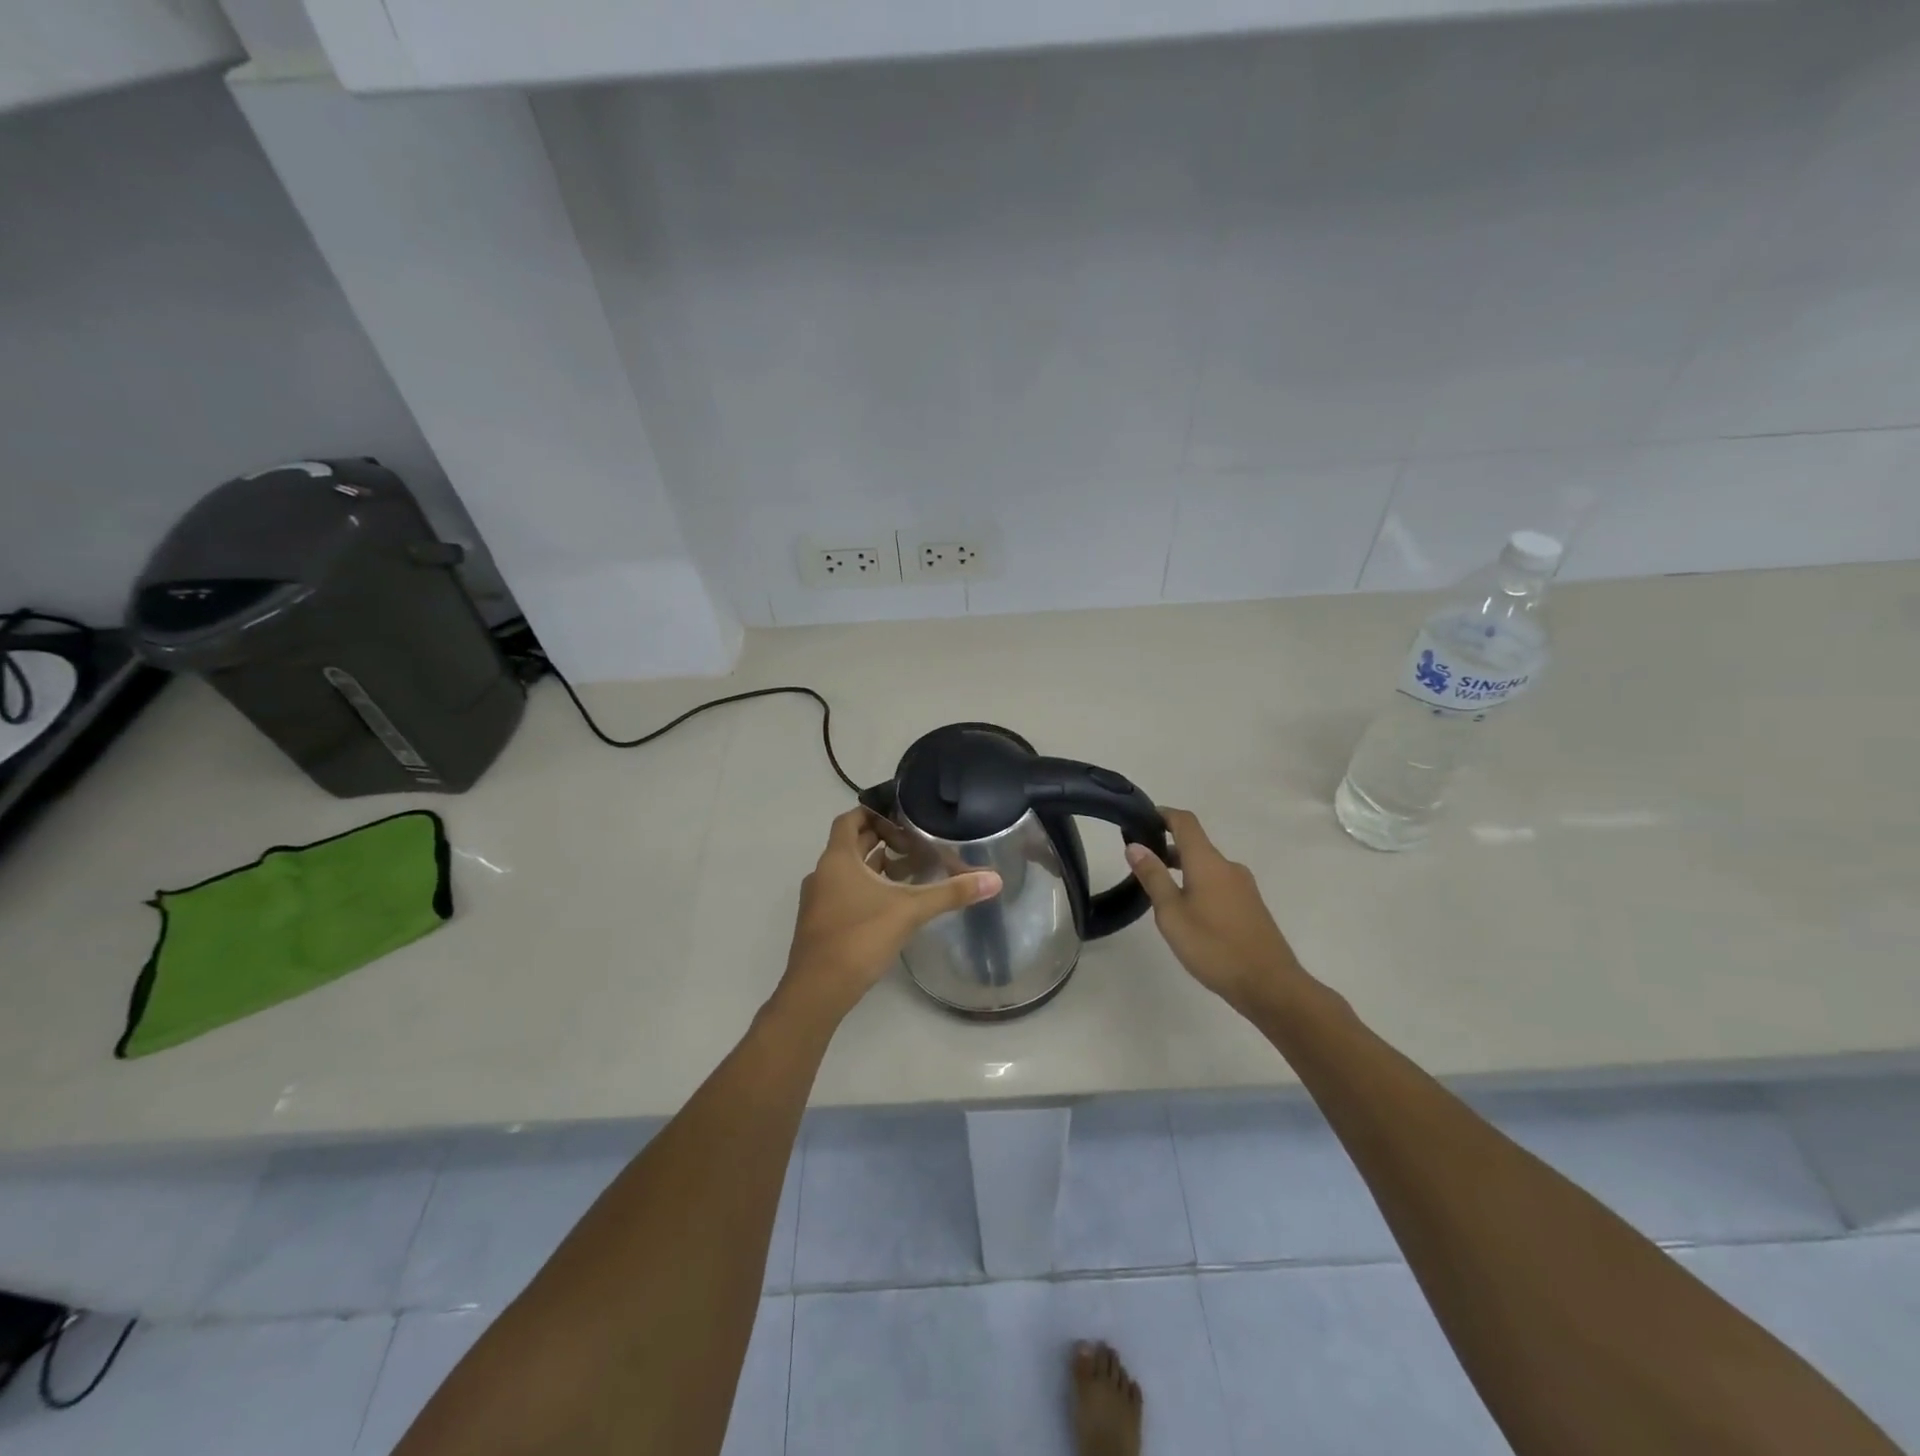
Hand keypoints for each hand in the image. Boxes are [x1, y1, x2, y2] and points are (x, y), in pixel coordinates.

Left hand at [774, 807, 1002, 1025]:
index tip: (900, 813)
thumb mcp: (910, 910)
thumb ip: (950, 892)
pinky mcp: (822, 923)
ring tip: (910, 867)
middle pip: (851, 844)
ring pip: (848, 871)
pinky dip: (867, 888)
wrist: (818, 990)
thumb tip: (995, 879)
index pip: (850, 819)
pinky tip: (893, 902)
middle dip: (880, 839)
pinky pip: (845, 893)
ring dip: (875, 866)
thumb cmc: (859, 937)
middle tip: (915, 839)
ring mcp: (819, 900)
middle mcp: (823, 873)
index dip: (873, 812)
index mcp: (837, 859)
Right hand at [1125, 808, 1305, 1013]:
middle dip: (1167, 846)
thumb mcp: (1172, 913)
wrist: (1270, 985)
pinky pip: (1219, 883)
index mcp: (1208, 862)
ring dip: (1182, 868)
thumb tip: (1135, 845)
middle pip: (1195, 844)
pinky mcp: (1251, 906)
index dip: (1163, 814)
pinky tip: (1188, 912)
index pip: (1185, 822)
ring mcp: (1243, 887)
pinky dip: (1198, 884)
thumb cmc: (1214, 946)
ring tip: (1160, 890)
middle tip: (1140, 862)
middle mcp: (1228, 866)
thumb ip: (1153, 877)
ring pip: (1207, 866)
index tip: (1141, 819)